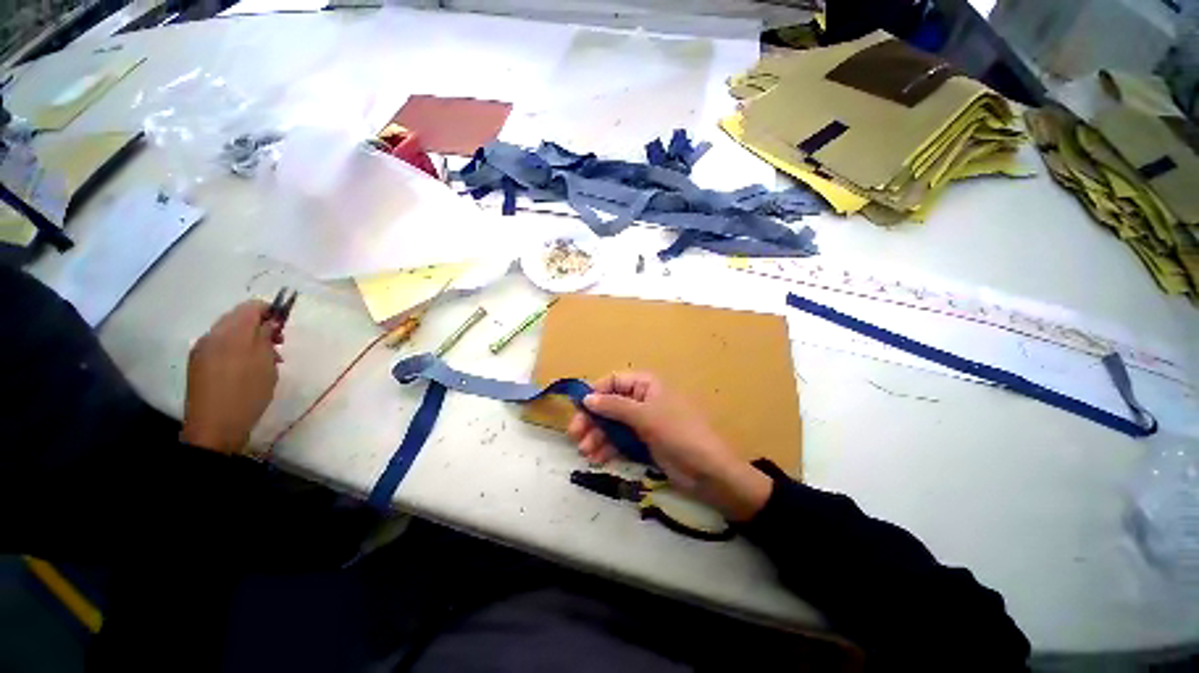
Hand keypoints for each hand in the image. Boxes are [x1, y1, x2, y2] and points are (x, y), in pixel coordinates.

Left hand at [180, 301, 281, 452]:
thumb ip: (267, 336)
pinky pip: (221, 347)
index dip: (271, 311)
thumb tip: (270, 321)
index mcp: (229, 332)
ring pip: (230, 333)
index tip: (285, 326)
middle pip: (238, 318)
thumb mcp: (266, 362)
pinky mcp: (198, 365)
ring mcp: (202, 350)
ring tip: (267, 359)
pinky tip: (248, 368)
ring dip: (250, 339)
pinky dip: (238, 350)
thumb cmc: (247, 392)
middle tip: (279, 344)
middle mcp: (211, 336)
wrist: (215, 427)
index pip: (251, 307)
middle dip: (260, 326)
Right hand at [567, 372, 771, 520]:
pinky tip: (597, 459)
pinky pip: (620, 440)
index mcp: (646, 384)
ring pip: (612, 424)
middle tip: (575, 436)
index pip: (613, 381)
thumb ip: (614, 406)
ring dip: (597, 436)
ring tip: (586, 452)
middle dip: (592, 419)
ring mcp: (643, 421)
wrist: (708, 471)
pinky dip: (607, 447)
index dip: (595, 393)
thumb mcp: (645, 416)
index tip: (580, 409)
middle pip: (609, 404)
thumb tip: (586, 398)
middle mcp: (643, 399)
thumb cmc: (678, 433)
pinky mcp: (644, 441)